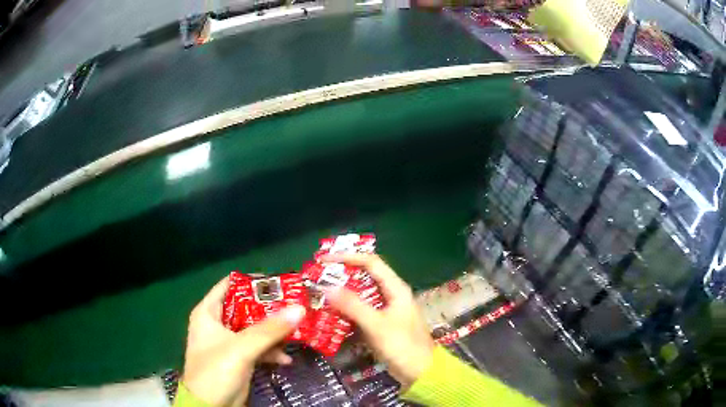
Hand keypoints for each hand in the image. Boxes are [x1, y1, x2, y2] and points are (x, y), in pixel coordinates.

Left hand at [182, 277, 306, 405]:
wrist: (210, 406)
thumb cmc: (216, 370)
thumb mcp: (241, 348)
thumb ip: (269, 329)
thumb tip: (299, 309)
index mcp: (208, 313)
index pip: (229, 285)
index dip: (252, 282)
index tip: (279, 283)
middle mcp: (217, 324)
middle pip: (246, 308)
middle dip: (269, 309)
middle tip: (294, 305)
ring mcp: (229, 343)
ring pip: (254, 329)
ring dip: (274, 332)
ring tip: (297, 331)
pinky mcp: (238, 359)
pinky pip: (258, 348)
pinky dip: (271, 352)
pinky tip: (285, 359)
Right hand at [320, 254, 434, 390]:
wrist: (420, 372)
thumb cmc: (402, 346)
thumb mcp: (377, 325)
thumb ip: (353, 306)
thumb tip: (327, 287)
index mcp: (395, 288)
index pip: (371, 262)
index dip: (347, 257)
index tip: (323, 260)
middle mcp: (391, 294)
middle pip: (365, 276)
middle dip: (341, 274)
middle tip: (317, 276)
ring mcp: (386, 310)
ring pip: (361, 294)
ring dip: (342, 292)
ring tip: (319, 292)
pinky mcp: (381, 324)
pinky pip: (361, 311)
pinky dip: (346, 309)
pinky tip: (330, 313)